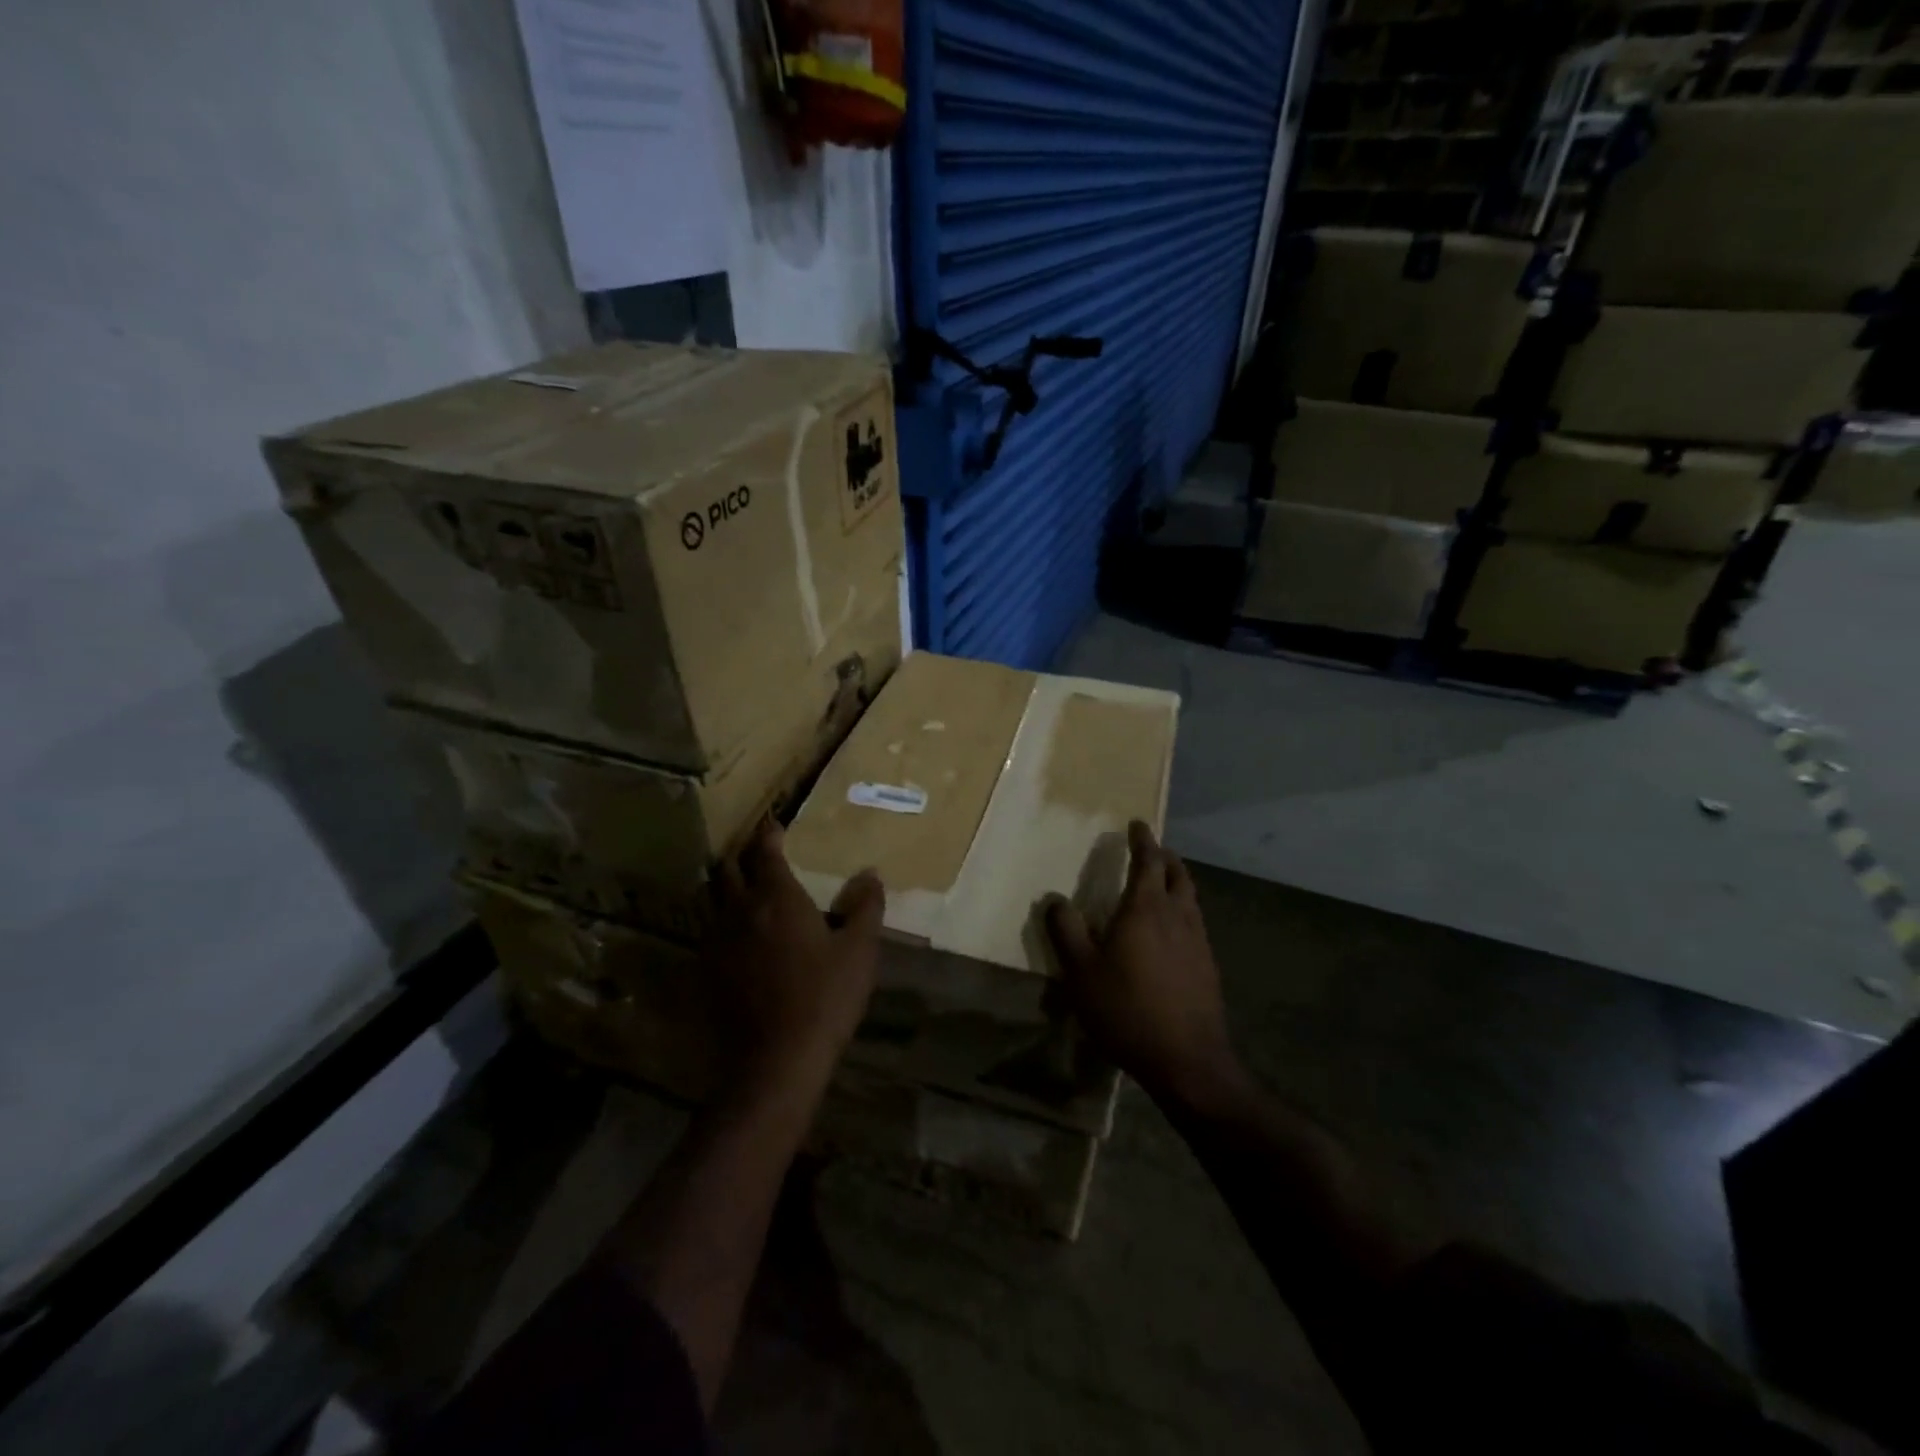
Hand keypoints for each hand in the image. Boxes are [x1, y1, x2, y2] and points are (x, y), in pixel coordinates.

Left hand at [705, 819, 884, 1091]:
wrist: (776, 1061)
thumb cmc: (824, 997)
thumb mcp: (859, 951)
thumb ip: (866, 907)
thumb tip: (870, 874)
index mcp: (776, 897)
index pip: (765, 851)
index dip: (769, 833)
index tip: (775, 822)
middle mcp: (740, 911)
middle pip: (729, 869)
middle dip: (742, 854)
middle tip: (757, 851)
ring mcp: (717, 942)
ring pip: (713, 899)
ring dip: (727, 886)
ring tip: (745, 887)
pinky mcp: (708, 971)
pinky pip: (711, 931)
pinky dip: (723, 921)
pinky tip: (739, 936)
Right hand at [1045, 822, 1243, 1108]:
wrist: (1187, 1060)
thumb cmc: (1127, 1009)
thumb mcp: (1081, 972)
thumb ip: (1066, 931)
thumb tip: (1055, 899)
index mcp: (1146, 908)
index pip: (1148, 861)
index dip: (1143, 840)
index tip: (1138, 824)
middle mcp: (1177, 915)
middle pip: (1177, 874)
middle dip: (1165, 857)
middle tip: (1152, 850)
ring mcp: (1198, 941)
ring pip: (1190, 898)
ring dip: (1176, 882)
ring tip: (1161, 885)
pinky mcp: (1208, 966)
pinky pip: (1194, 923)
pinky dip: (1182, 911)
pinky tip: (1171, 933)